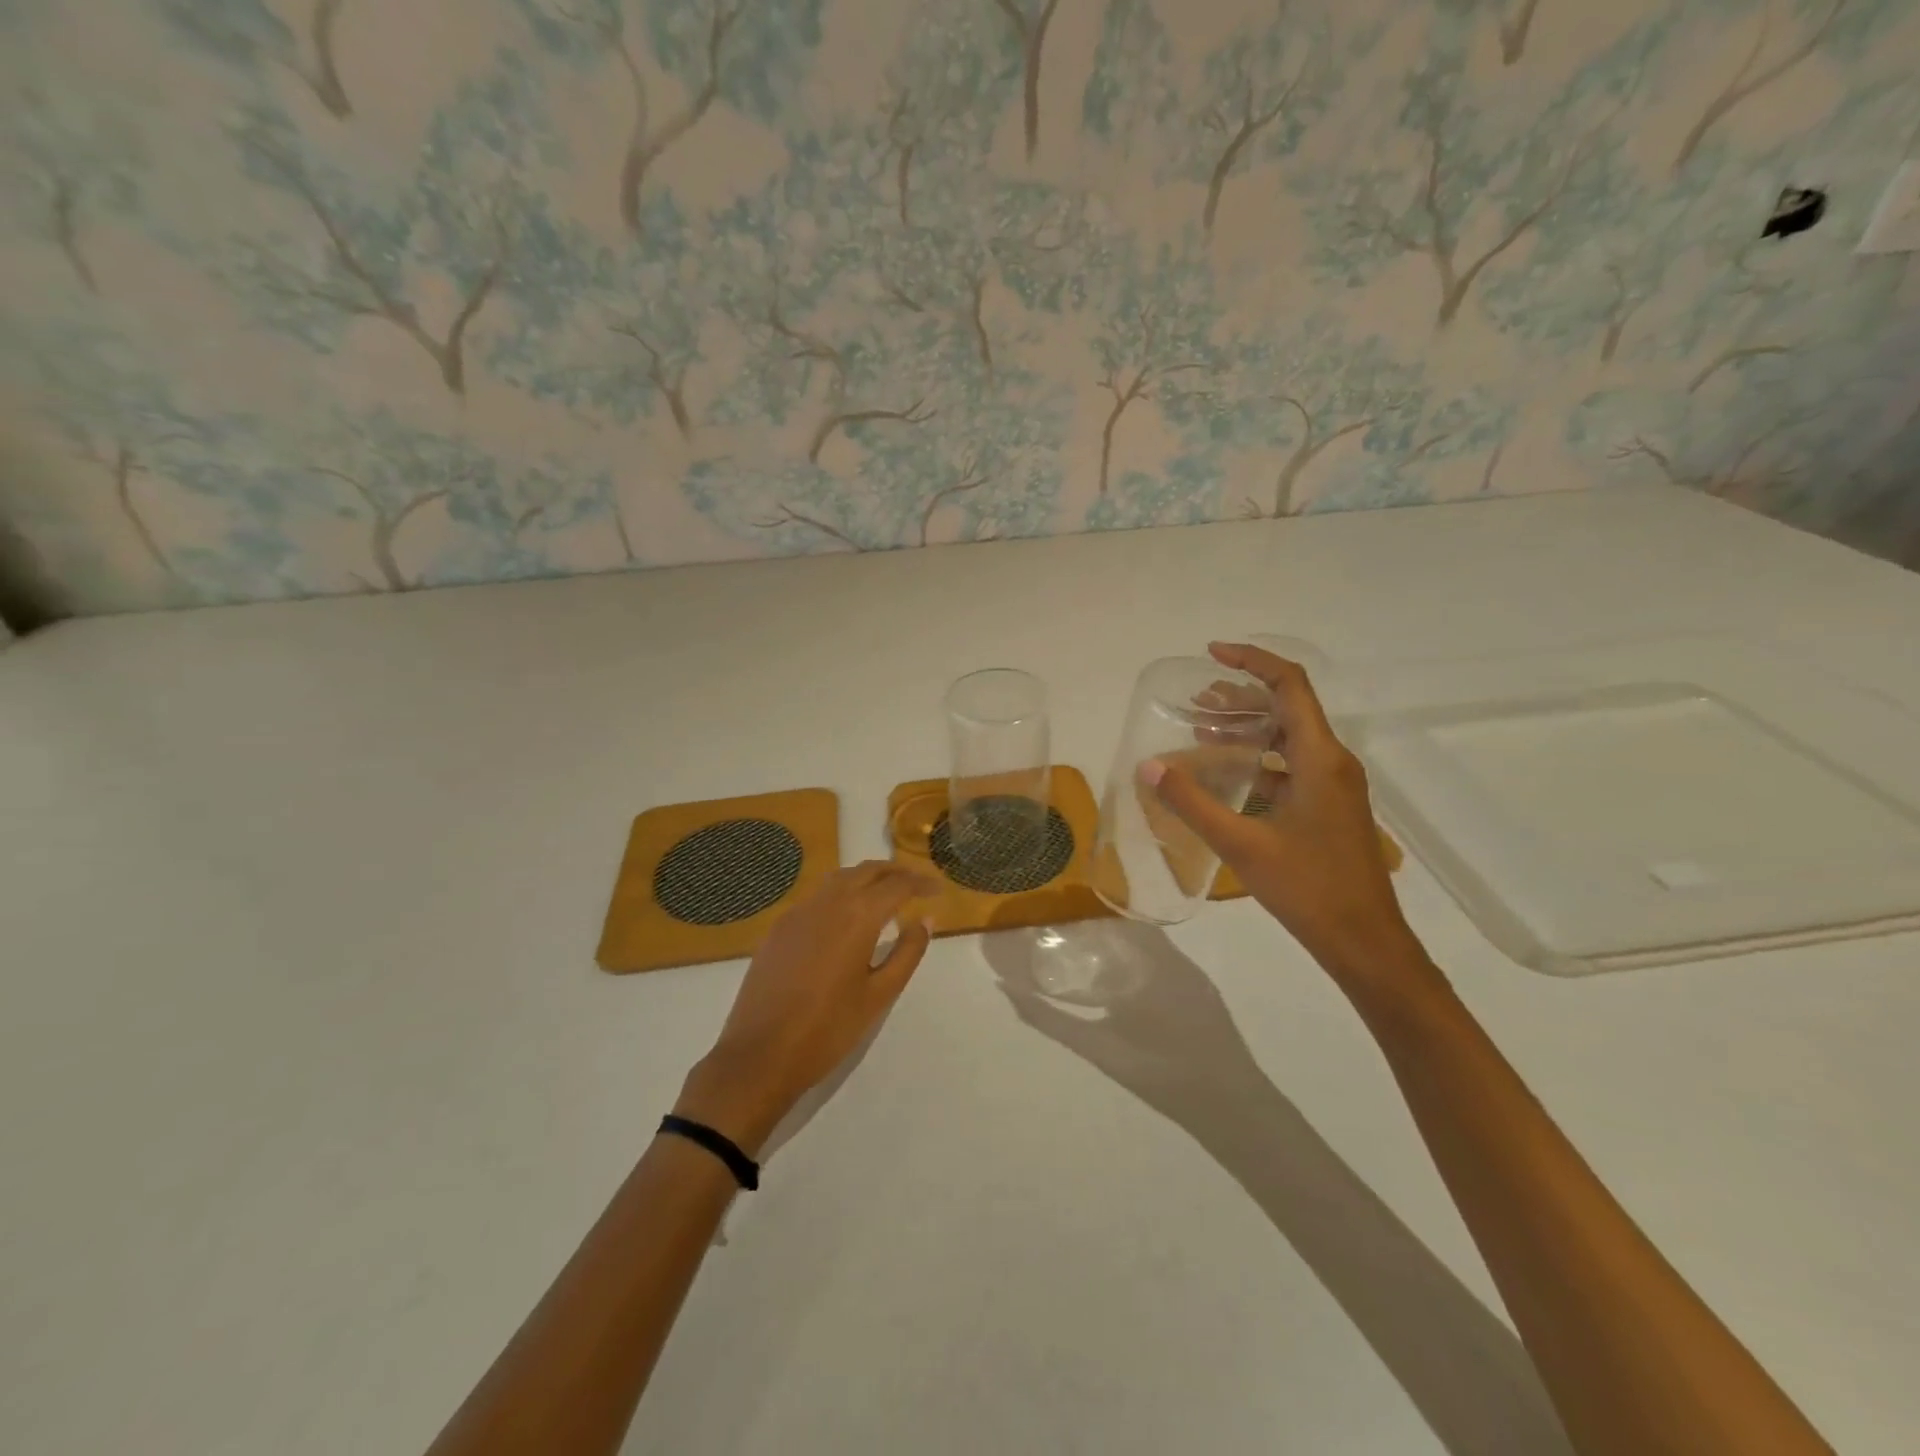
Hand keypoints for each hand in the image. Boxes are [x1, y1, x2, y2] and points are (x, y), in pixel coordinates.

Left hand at [675, 862, 934, 1154]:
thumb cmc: (828, 1029)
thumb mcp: (879, 994)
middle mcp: (827, 902)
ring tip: (885, 896)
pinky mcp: (779, 928)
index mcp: (857, 916)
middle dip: (895, 872)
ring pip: (839, 879)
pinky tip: (846, 918)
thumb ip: (907, 952)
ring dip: (867, 879)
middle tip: (917, 886)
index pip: (897, 885)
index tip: (938, 891)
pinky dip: (841, 894)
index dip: (921, 884)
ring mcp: (798, 912)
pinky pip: (817, 897)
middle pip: (867, 871)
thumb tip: (926, 920)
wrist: (760, 1056)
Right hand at [1142, 642, 1427, 988]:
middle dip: (1241, 697)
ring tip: (1202, 728)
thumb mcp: (1241, 843)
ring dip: (1248, 729)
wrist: (1365, 942)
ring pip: (1288, 739)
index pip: (1289, 685)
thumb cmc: (1308, 888)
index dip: (1252, 661)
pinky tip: (1226, 776)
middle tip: (1195, 700)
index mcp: (1319, 758)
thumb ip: (1191, 802)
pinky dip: (1258, 760)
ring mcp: (1334, 786)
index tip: (1212, 652)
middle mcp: (1332, 762)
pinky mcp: (1329, 808)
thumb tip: (1148, 766)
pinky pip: (1291, 767)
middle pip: (1287, 708)